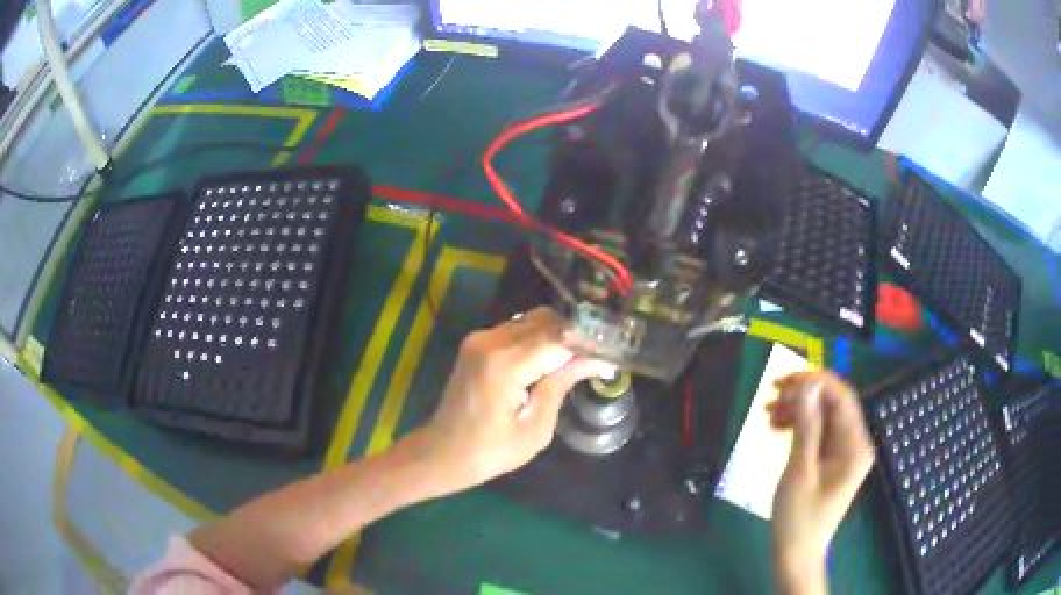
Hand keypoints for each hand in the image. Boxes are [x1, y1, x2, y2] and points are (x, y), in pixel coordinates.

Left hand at [404, 307, 613, 496]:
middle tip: (597, 359)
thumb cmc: (490, 452)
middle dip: (575, 336)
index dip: (588, 343)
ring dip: (557, 336)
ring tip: (577, 362)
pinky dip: (538, 340)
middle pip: (546, 320)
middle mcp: (489, 340)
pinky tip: (550, 362)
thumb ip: (561, 385)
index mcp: (503, 363)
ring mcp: (480, 338)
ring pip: (532, 321)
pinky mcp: (477, 343)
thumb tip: (597, 360)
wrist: (442, 453)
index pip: (558, 338)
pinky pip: (517, 330)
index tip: (614, 352)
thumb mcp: (535, 428)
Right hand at [767, 371, 874, 588]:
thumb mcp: (800, 472)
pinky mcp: (832, 460)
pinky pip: (817, 432)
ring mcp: (844, 452)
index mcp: (855, 446)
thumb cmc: (798, 519)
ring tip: (767, 414)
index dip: (816, 381)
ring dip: (797, 410)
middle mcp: (855, 443)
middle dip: (802, 396)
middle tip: (770, 395)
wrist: (797, 554)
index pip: (842, 398)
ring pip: (823, 417)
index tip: (785, 380)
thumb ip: (807, 427)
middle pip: (832, 405)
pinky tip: (776, 428)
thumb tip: (809, 385)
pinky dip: (798, 426)